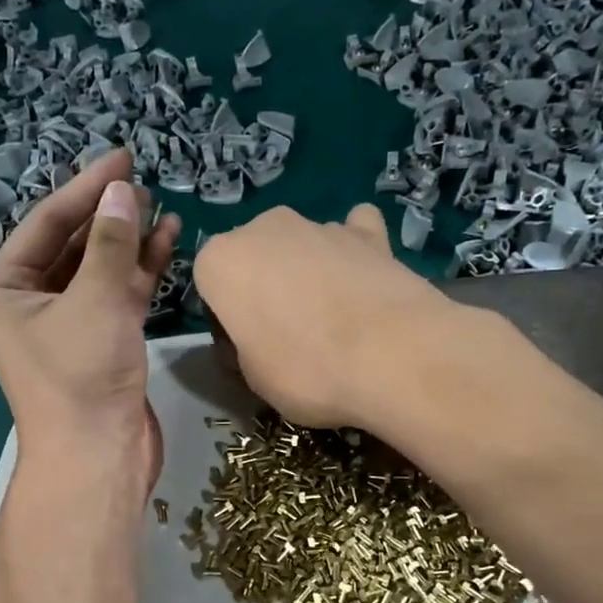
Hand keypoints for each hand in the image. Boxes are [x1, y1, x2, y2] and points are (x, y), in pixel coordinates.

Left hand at [0, 149, 180, 491]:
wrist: (98, 458)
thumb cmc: (82, 377)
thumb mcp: (94, 300)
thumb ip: (109, 243)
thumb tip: (123, 190)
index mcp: (5, 290)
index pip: (46, 223)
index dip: (86, 187)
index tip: (123, 157)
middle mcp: (31, 304)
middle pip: (72, 244)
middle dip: (108, 213)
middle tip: (143, 179)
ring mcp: (68, 325)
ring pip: (99, 270)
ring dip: (129, 241)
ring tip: (162, 207)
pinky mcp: (102, 344)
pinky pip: (118, 296)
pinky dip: (140, 272)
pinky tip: (167, 243)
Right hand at [192, 204, 454, 429]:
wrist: (392, 355)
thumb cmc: (305, 370)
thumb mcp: (253, 378)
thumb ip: (244, 347)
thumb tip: (257, 340)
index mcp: (220, 261)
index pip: (209, 288)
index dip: (227, 322)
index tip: (247, 350)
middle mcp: (263, 228)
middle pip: (254, 259)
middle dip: (264, 289)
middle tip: (288, 336)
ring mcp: (319, 224)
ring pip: (300, 247)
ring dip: (307, 272)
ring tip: (335, 320)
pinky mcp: (369, 232)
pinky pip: (352, 234)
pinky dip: (354, 251)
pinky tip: (364, 278)